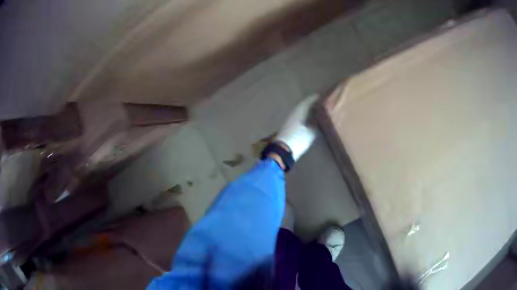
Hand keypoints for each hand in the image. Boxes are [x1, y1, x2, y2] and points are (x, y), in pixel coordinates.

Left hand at [275, 95, 317, 160]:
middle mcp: (294, 112)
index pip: (309, 100)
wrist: (283, 151)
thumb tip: (322, 116)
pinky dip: (305, 116)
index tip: (324, 96)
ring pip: (301, 111)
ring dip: (309, 110)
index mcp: (299, 110)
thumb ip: (317, 122)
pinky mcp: (289, 126)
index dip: (316, 98)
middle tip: (323, 103)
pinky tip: (310, 119)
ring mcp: (290, 119)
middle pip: (304, 105)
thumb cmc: (298, 139)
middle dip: (313, 103)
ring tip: (319, 111)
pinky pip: (299, 116)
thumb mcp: (311, 132)